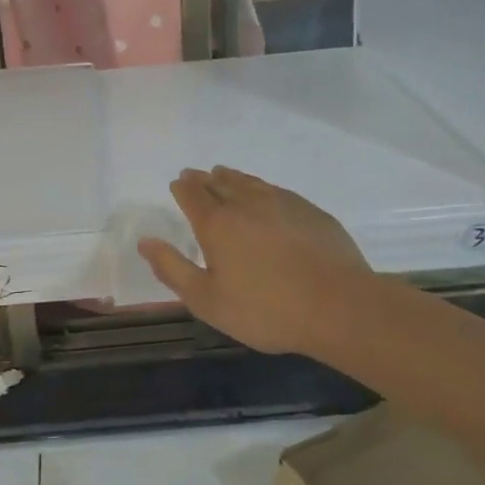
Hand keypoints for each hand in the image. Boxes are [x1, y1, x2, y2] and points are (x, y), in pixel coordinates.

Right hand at [138, 167, 368, 356]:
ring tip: (224, 175)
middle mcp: (247, 204)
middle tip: (195, 175)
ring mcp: (283, 203)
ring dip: (232, 178)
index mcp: (217, 224)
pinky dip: (262, 188)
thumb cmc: (265, 309)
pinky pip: (277, 191)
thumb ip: (172, 269)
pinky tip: (266, 196)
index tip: (177, 183)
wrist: (339, 306)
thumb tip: (145, 241)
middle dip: (203, 179)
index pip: (193, 195)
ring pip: (250, 182)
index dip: (182, 188)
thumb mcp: (207, 300)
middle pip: (220, 183)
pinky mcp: (311, 212)